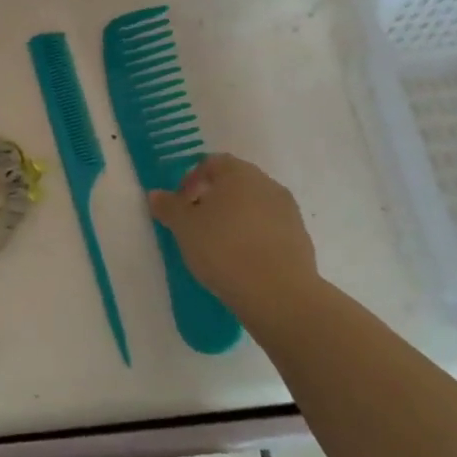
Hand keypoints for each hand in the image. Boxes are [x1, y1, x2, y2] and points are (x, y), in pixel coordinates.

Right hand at [148, 153, 323, 346]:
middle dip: (213, 200)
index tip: (181, 207)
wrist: (278, 293)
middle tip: (196, 226)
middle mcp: (266, 184)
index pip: (211, 163)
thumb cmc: (223, 249)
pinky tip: (243, 262)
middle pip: (234, 183)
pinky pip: (270, 229)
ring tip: (219, 247)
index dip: (191, 181)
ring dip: (235, 219)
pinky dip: (254, 238)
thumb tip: (155, 195)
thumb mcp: (184, 228)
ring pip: (253, 206)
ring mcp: (287, 211)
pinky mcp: (300, 238)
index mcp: (238, 173)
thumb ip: (168, 207)